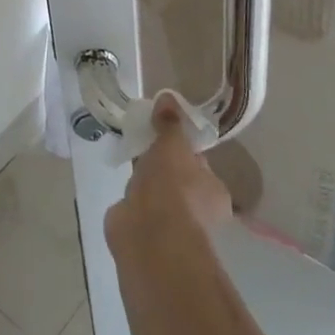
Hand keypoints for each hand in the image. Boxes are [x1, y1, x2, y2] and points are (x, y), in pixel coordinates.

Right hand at [105, 97, 232, 255]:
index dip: (181, 146)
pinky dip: (130, 202)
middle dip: (160, 165)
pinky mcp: (145, 236)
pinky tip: (121, 188)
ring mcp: (170, 227)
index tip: (162, 131)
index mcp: (214, 192)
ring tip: (129, 160)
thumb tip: (168, 97)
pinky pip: (138, 210)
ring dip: (144, 183)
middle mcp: (197, 212)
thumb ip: (170, 123)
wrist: (149, 238)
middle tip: (142, 142)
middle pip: (177, 179)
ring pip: (157, 196)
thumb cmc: (172, 188)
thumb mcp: (173, 145)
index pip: (198, 163)